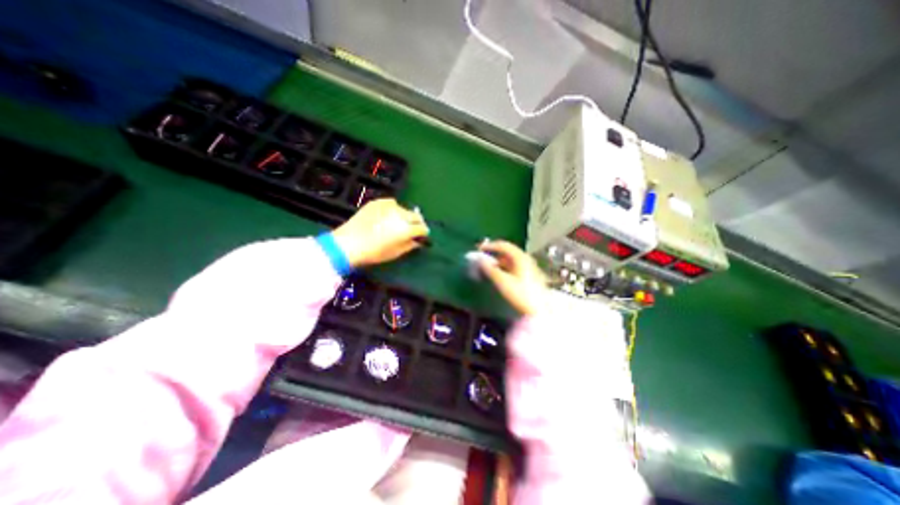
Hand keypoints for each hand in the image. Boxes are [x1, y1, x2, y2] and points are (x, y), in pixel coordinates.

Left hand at [329, 198, 427, 268]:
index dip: (423, 233)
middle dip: (417, 222)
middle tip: (413, 228)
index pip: (422, 228)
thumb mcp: (395, 253)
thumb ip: (410, 245)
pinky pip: (392, 203)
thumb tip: (418, 241)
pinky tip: (387, 215)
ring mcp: (389, 206)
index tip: (421, 236)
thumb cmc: (374, 252)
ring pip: (404, 209)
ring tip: (397, 222)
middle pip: (416, 216)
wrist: (348, 243)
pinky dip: (393, 209)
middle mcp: (400, 215)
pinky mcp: (378, 202)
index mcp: (406, 229)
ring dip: (405, 216)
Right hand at [477, 238, 547, 314]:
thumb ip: (489, 269)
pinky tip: (499, 275)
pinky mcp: (530, 276)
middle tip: (482, 258)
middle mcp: (526, 259)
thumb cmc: (521, 294)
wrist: (540, 311)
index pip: (503, 245)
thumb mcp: (502, 282)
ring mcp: (529, 267)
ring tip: (488, 268)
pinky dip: (504, 268)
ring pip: (511, 260)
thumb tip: (479, 260)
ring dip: (498, 262)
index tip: (478, 249)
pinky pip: (514, 267)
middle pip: (507, 252)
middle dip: (493, 254)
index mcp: (520, 257)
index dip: (489, 246)